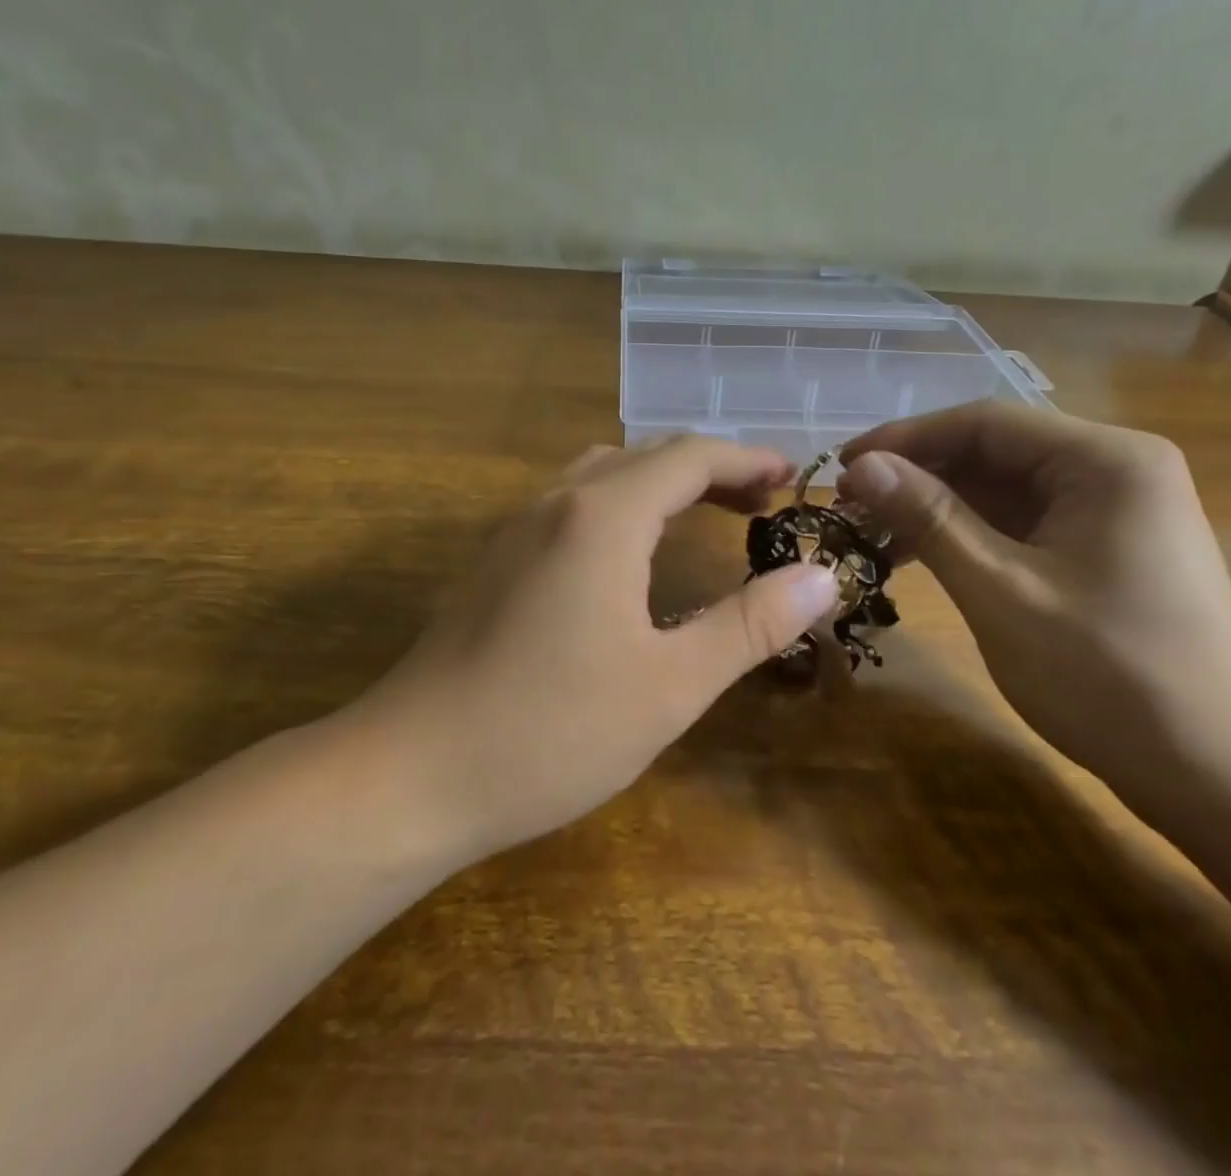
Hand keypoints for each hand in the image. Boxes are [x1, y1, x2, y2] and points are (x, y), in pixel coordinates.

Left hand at [352, 437, 838, 864]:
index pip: (690, 457)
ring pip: (603, 473)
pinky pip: (572, 502)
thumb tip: (820, 578)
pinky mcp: (495, 560)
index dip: (747, 461)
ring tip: (705, 515)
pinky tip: (631, 554)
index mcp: (604, 515)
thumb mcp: (670, 686)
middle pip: (647, 455)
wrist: (409, 774)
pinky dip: (622, 502)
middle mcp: (557, 502)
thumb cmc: (550, 731)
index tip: (792, 479)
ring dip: (661, 481)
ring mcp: (516, 528)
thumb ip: (749, 625)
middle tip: (761, 504)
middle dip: (711, 469)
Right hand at [838, 403, 1230, 818]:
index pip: (984, 422)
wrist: (1222, 774)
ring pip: (1002, 489)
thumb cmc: (1109, 676)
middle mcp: (1113, 468)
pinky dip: (967, 536)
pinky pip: (1020, 523)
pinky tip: (919, 556)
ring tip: (871, 534)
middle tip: (849, 507)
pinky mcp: (1103, 548)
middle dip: (917, 475)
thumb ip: (929, 519)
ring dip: (936, 508)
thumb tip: (861, 466)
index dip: (904, 439)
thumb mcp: (1002, 591)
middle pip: (993, 451)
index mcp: (1104, 460)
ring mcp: (1111, 510)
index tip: (841, 467)